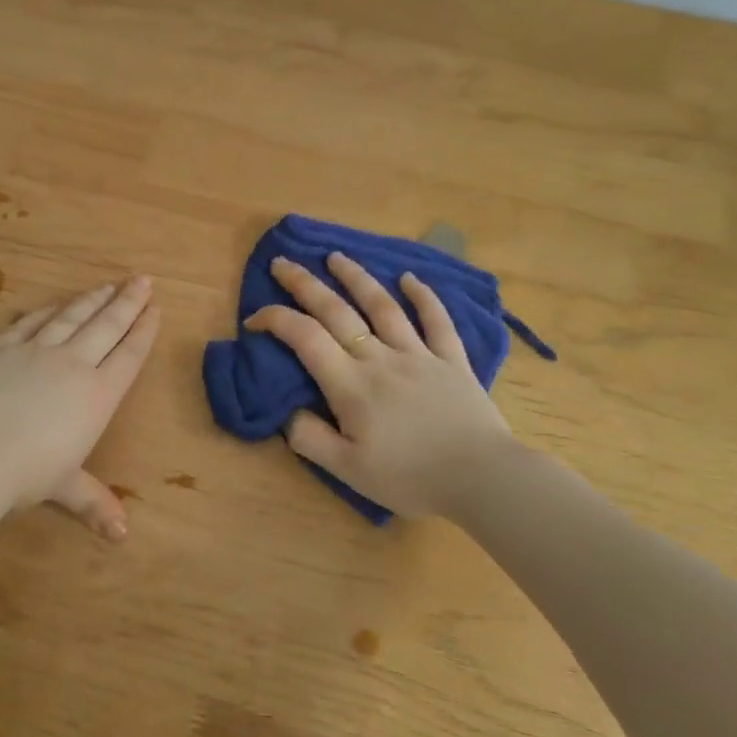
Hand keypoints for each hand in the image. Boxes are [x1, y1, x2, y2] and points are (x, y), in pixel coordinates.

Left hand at [0, 277, 160, 539]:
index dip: (143, 331)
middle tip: (142, 280)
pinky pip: (29, 322)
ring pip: (70, 317)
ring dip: (91, 300)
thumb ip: (93, 502)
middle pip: (106, 326)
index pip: (127, 356)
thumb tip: (121, 537)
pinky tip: (54, 304)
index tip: (155, 309)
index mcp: (96, 396)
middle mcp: (72, 365)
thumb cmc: (25, 474)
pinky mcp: (0, 348)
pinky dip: (46, 311)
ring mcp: (34, 351)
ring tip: (108, 284)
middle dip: (127, 302)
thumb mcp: (63, 488)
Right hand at [245, 252, 514, 518]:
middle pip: (337, 311)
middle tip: (282, 262)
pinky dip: (424, 297)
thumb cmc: (410, 478)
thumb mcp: (348, 471)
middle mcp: (380, 358)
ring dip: (356, 278)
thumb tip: (286, 412)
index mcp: (351, 385)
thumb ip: (310, 439)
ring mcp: (419, 355)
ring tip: (336, 257)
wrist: (482, 479)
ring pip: (382, 306)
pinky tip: (411, 279)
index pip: (304, 338)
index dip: (275, 320)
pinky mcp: (452, 361)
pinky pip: (437, 321)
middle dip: (304, 284)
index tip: (254, 317)